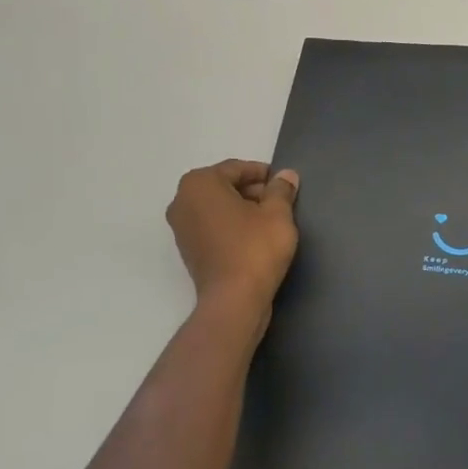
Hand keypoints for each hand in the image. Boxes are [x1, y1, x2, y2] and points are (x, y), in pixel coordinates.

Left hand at [166, 160, 300, 324]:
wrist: (234, 300)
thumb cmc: (255, 248)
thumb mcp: (277, 214)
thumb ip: (281, 190)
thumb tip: (286, 175)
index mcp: (199, 184)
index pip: (236, 169)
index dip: (263, 174)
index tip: (283, 183)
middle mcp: (182, 202)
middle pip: (223, 187)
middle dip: (252, 191)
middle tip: (280, 202)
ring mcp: (181, 228)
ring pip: (217, 208)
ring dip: (242, 209)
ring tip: (270, 221)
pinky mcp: (188, 251)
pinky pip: (212, 227)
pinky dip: (231, 227)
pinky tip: (254, 239)